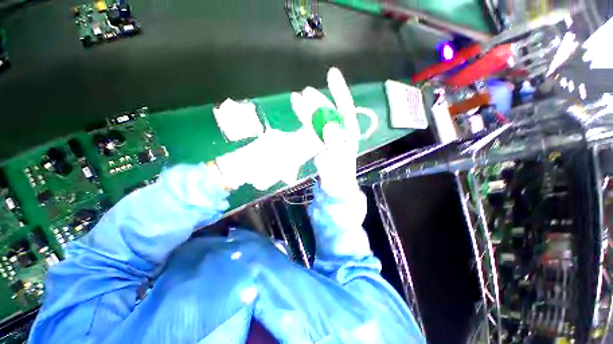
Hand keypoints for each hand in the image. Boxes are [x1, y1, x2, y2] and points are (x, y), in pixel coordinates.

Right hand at [290, 67, 359, 195]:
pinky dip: (304, 120)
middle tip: (305, 92)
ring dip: (308, 109)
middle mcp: (340, 133)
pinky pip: (311, 129)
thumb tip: (328, 126)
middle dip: (318, 101)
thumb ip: (335, 146)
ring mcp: (328, 138)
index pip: (345, 109)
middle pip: (329, 112)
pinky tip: (298, 113)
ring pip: (318, 119)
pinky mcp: (319, 144)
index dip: (339, 91)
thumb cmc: (340, 180)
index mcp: (348, 135)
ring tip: (297, 98)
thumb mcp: (340, 163)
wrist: (335, 190)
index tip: (331, 74)